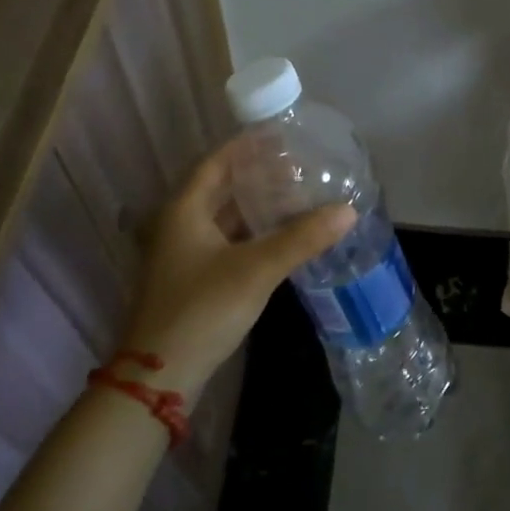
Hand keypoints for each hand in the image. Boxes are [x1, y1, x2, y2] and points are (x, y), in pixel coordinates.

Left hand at [118, 143, 355, 394]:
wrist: (161, 375)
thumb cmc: (202, 310)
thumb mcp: (256, 270)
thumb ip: (301, 238)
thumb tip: (348, 210)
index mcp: (184, 210)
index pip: (217, 162)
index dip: (247, 146)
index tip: (281, 135)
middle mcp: (180, 225)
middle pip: (222, 188)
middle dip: (259, 176)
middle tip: (299, 166)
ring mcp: (185, 254)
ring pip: (226, 218)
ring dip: (258, 206)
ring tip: (298, 195)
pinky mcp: (195, 279)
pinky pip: (228, 242)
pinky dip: (254, 233)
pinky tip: (282, 235)